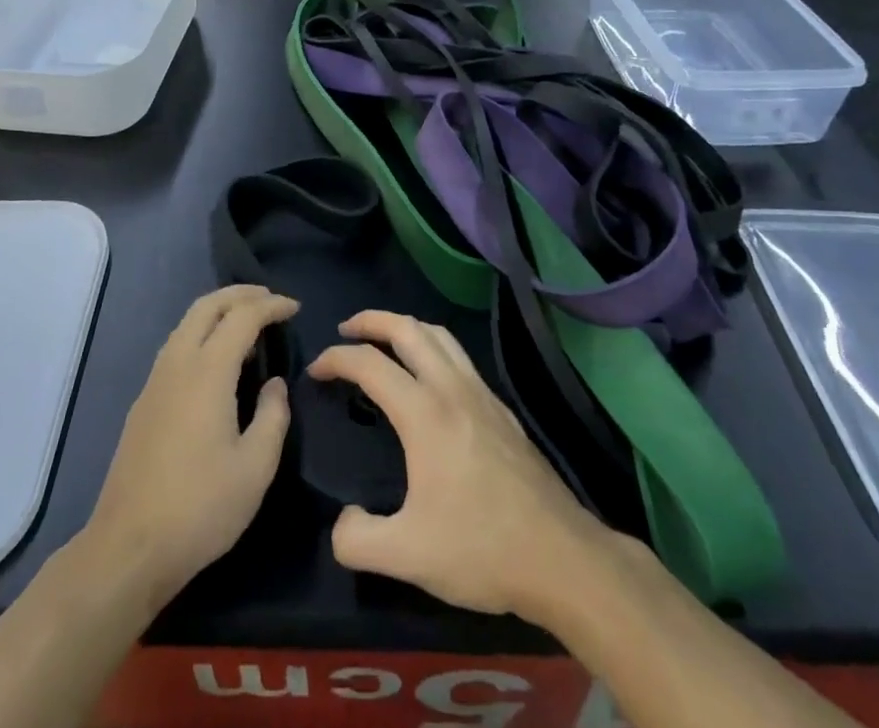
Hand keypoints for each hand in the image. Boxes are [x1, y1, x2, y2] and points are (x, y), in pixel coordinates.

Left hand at [82, 285, 297, 606]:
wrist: (129, 545)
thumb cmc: (201, 507)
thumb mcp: (255, 468)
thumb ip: (273, 416)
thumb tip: (274, 383)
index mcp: (207, 371)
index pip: (242, 317)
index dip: (271, 306)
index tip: (295, 308)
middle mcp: (178, 362)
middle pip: (207, 305)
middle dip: (240, 294)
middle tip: (270, 299)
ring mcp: (155, 379)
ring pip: (187, 322)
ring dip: (218, 309)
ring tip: (247, 320)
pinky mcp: (144, 400)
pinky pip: (177, 344)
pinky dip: (201, 331)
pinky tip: (216, 356)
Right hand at [307, 310, 620, 619]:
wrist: (563, 559)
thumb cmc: (481, 549)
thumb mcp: (407, 556)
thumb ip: (358, 539)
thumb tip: (342, 523)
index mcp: (424, 412)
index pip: (369, 363)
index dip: (335, 359)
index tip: (315, 371)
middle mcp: (452, 389)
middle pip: (407, 328)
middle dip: (371, 320)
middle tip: (345, 330)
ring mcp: (482, 395)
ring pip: (439, 335)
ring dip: (405, 326)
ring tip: (384, 340)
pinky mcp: (502, 410)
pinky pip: (460, 356)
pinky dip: (433, 347)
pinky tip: (430, 376)